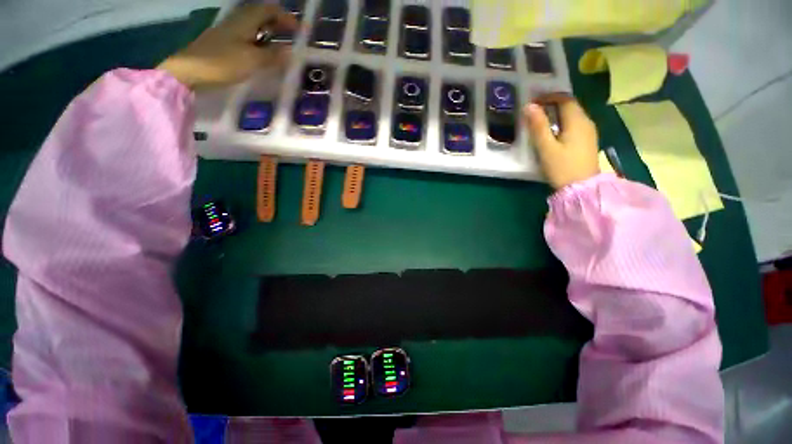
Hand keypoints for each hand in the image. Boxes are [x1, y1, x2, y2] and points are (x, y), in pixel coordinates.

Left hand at [158, 4, 297, 89]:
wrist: (190, 70)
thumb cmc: (222, 62)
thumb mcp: (252, 60)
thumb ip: (272, 55)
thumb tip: (291, 51)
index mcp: (245, 21)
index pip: (269, 10)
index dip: (286, 17)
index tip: (300, 29)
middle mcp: (237, 21)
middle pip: (261, 15)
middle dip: (278, 22)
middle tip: (292, 35)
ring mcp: (229, 32)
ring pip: (254, 26)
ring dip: (269, 31)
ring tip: (282, 44)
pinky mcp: (225, 43)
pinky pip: (248, 36)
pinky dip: (260, 40)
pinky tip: (263, 51)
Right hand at [523, 94, 599, 189]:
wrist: (582, 188)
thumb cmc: (562, 167)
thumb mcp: (546, 147)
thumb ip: (538, 126)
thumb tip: (529, 106)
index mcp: (577, 121)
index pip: (564, 99)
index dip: (548, 97)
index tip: (533, 101)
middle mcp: (586, 122)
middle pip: (570, 106)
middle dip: (552, 104)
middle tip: (533, 111)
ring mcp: (589, 132)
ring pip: (572, 115)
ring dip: (556, 114)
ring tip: (540, 121)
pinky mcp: (587, 142)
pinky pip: (574, 125)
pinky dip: (562, 123)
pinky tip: (552, 133)